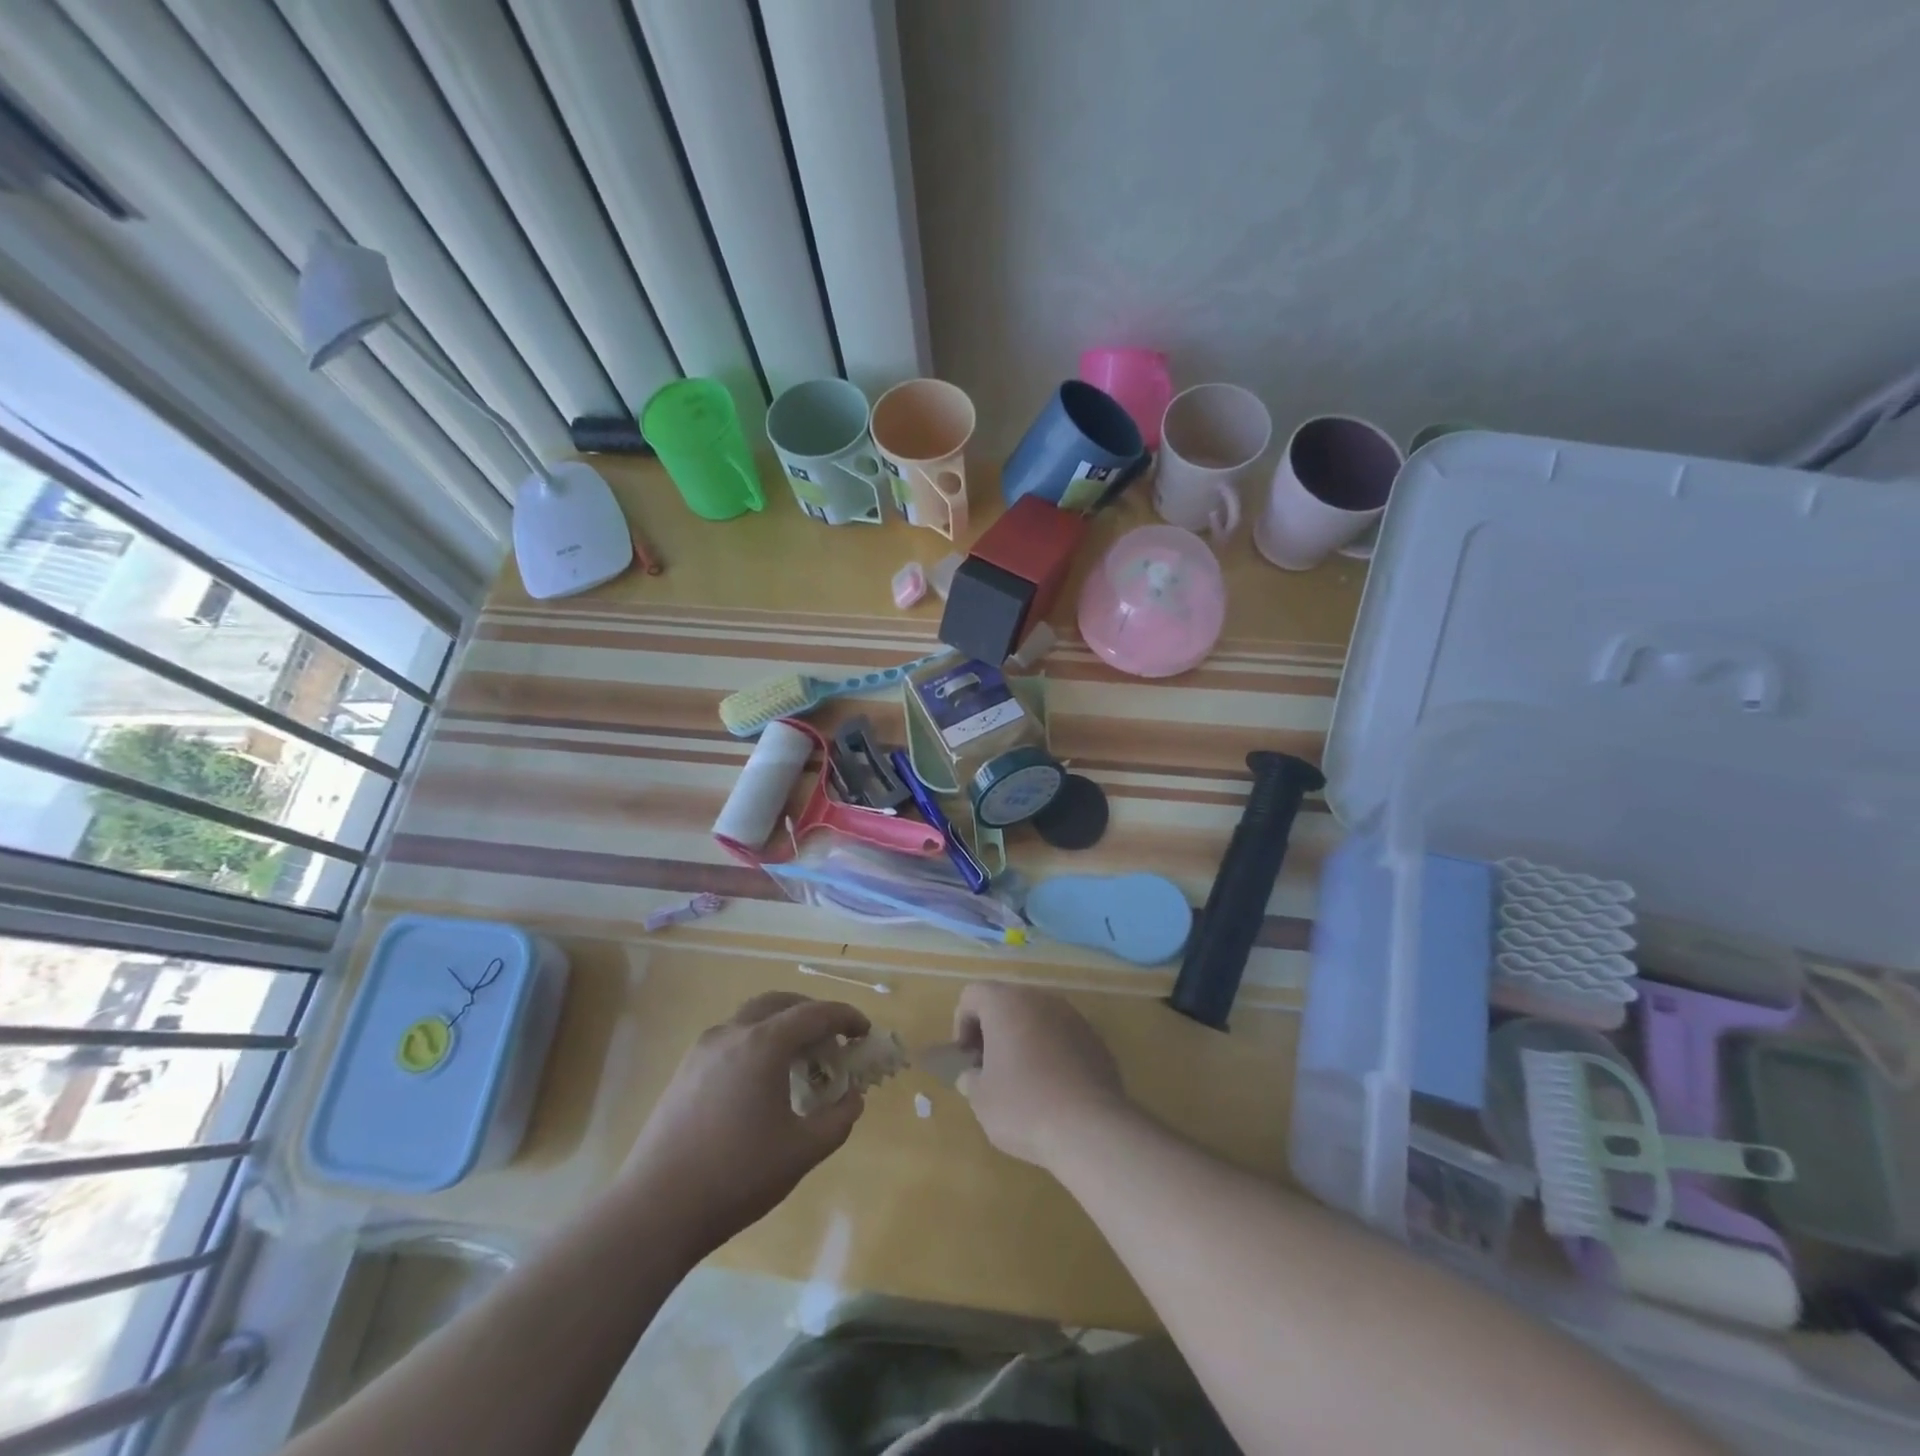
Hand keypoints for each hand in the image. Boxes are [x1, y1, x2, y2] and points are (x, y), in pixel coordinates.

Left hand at [619, 993, 868, 1251]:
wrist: (655, 1210)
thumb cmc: (737, 1176)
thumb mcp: (802, 1152)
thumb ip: (838, 1119)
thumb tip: (853, 1097)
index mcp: (763, 1044)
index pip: (815, 1013)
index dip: (845, 1017)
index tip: (864, 1032)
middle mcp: (732, 1033)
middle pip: (780, 1003)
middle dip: (811, 1013)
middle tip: (832, 1038)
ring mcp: (702, 1050)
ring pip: (751, 1018)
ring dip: (781, 1026)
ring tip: (799, 1060)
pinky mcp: (684, 1071)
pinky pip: (731, 1038)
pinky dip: (757, 1042)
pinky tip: (762, 1081)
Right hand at [953, 982, 1131, 1169]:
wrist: (1091, 1128)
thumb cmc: (1024, 1106)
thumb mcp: (981, 1099)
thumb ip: (970, 1078)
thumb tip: (973, 1075)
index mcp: (1006, 1003)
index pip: (973, 994)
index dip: (962, 1023)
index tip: (967, 1059)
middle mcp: (1040, 999)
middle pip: (1007, 1002)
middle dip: (994, 1031)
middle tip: (990, 1069)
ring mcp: (1072, 1016)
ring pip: (1037, 1018)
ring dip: (1024, 1040)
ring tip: (1022, 1080)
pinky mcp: (1095, 1039)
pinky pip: (1062, 1036)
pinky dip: (1051, 1052)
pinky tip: (1053, 1089)